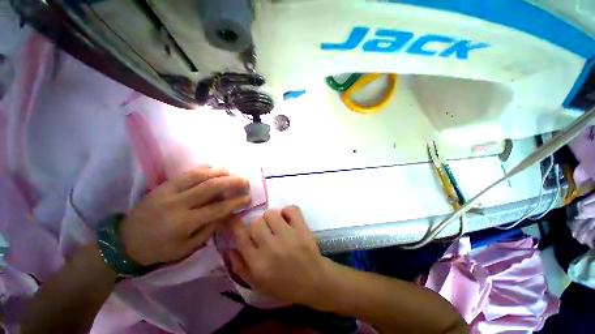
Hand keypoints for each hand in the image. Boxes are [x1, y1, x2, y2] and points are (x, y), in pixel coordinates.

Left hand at [120, 165, 250, 265]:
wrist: (125, 241)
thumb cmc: (159, 249)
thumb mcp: (186, 248)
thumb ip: (208, 229)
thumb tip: (227, 213)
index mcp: (184, 223)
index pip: (217, 209)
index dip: (236, 202)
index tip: (248, 197)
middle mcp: (178, 203)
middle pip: (211, 187)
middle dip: (232, 182)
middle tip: (245, 181)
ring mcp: (169, 191)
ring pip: (199, 176)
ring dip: (220, 172)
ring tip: (233, 171)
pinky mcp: (163, 185)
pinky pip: (186, 173)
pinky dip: (203, 168)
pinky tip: (214, 167)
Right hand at [229, 206, 332, 306]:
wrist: (313, 281)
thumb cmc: (284, 285)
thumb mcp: (257, 283)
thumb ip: (240, 266)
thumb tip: (229, 247)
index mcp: (257, 263)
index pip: (240, 237)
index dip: (235, 225)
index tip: (235, 219)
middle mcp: (270, 247)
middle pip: (255, 222)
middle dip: (258, 225)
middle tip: (265, 231)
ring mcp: (288, 235)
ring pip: (271, 213)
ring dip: (272, 218)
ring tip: (278, 226)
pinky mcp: (302, 228)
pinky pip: (291, 209)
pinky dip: (288, 211)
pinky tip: (289, 220)